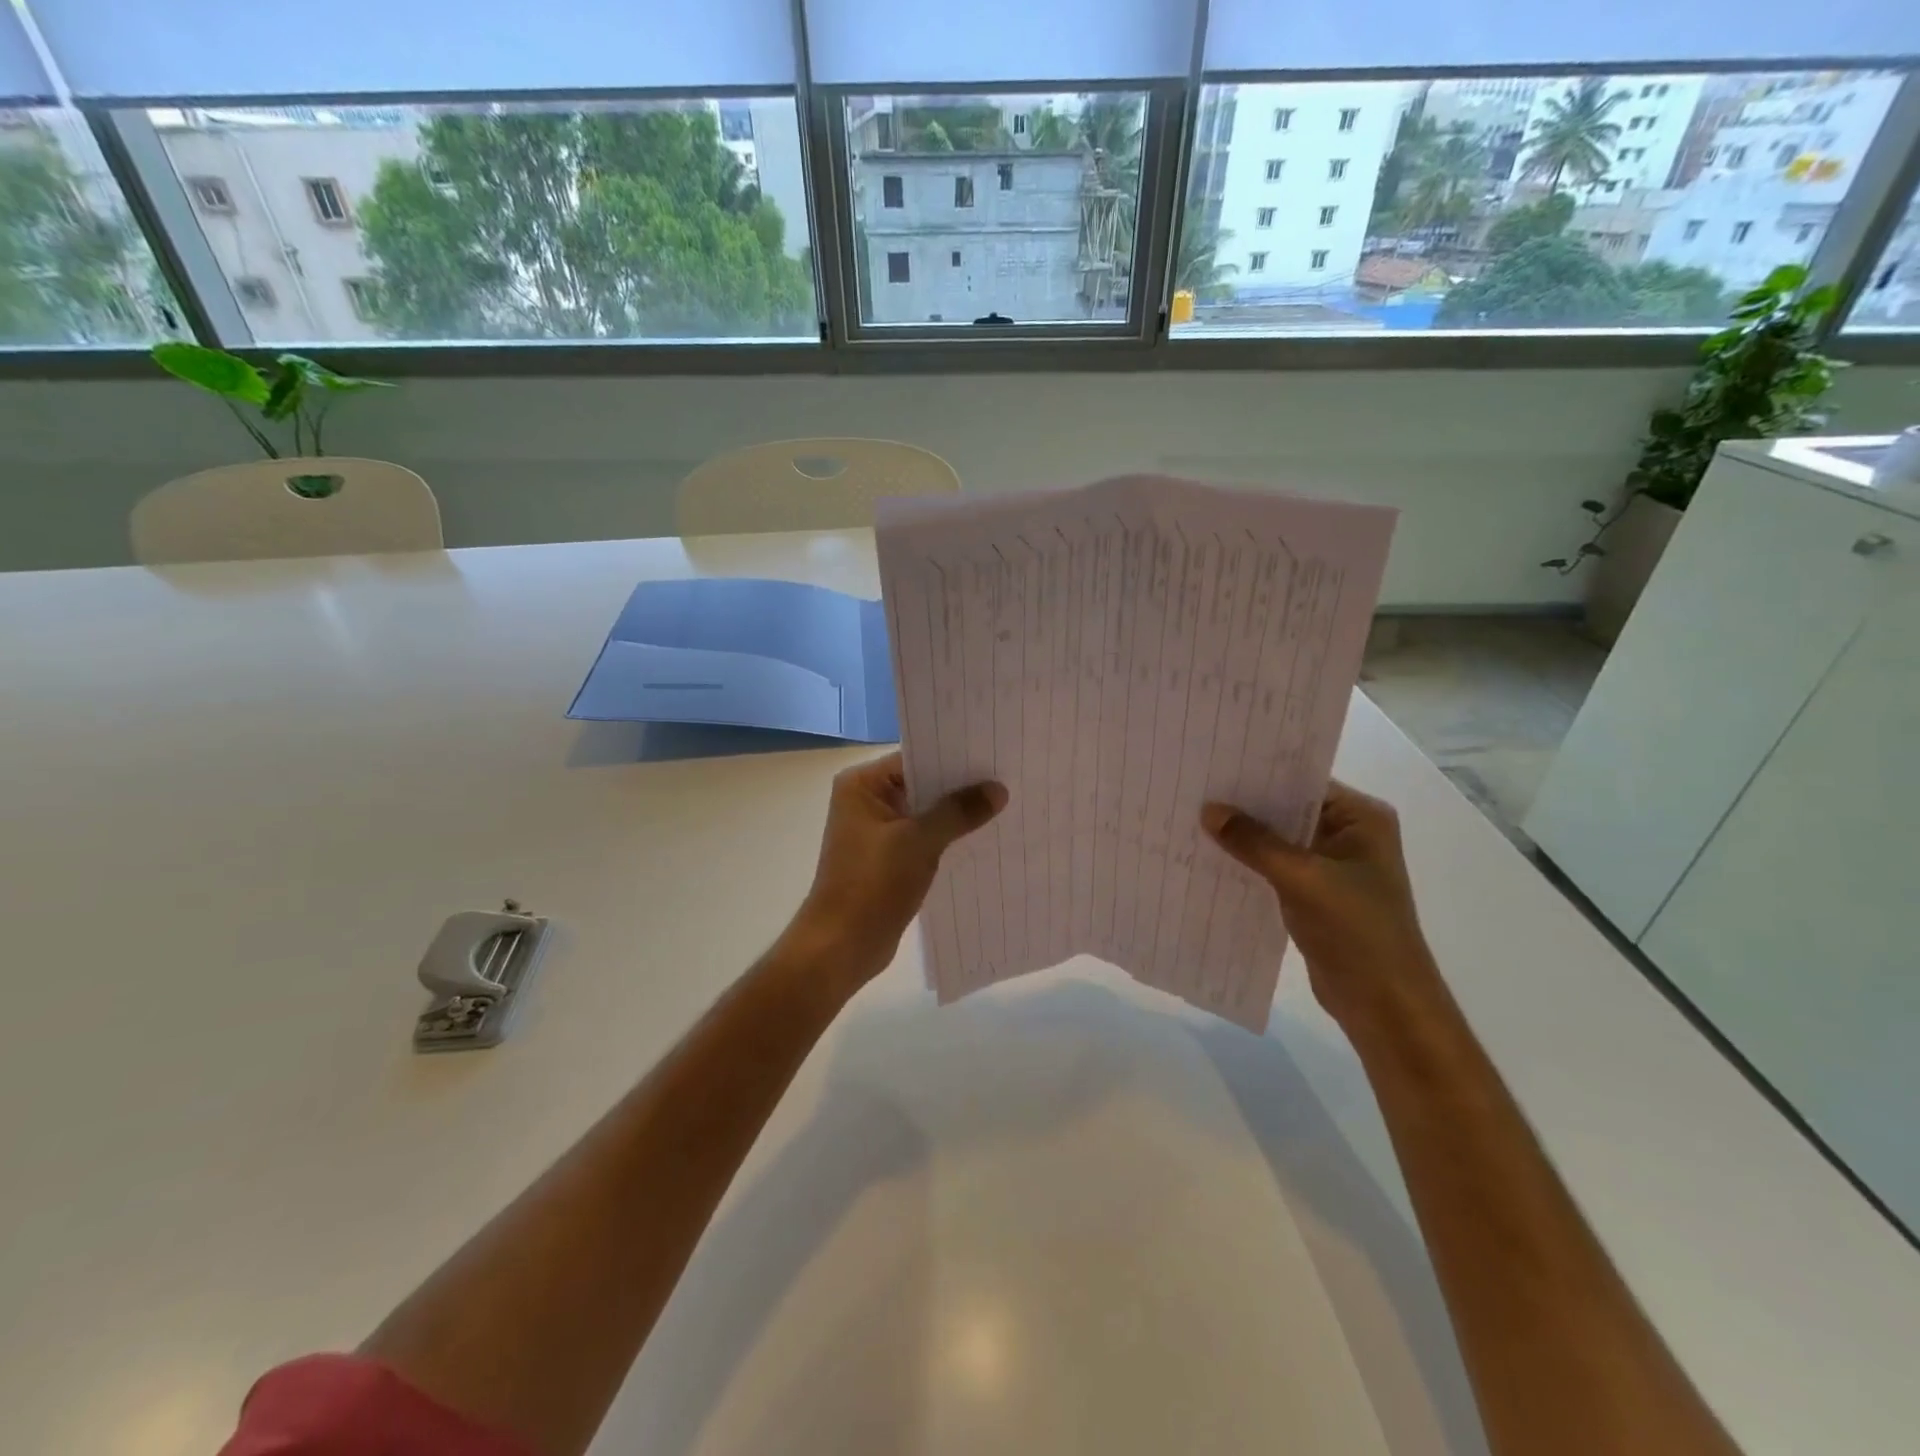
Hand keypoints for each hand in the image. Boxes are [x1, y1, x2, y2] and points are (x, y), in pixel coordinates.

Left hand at [792, 752, 1006, 993]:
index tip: (994, 756)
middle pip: (921, 785)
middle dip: (960, 788)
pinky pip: (923, 839)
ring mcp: (876, 832)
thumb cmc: (873, 883)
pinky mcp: (887, 859)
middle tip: (1007, 780)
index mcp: (861, 785)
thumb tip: (998, 790)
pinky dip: (947, 839)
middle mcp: (865, 801)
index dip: (954, 758)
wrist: (842, 946)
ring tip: (1004, 807)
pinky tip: (982, 839)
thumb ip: (959, 811)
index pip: (915, 758)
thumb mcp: (920, 841)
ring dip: (956, 815)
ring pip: (925, 814)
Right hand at [1202, 780, 1439, 1028]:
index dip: (1259, 774)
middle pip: (1288, 809)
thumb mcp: (1302, 878)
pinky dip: (1248, 863)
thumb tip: (1208, 810)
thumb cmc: (1356, 931)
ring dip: (1243, 836)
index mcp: (1361, 818)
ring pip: (1278, 840)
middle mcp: (1349, 834)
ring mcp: (1331, 865)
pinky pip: (1275, 867)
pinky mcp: (1315, 894)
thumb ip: (1254, 842)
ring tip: (1193, 820)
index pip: (1302, 780)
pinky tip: (1211, 858)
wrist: (1385, 1004)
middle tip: (1194, 790)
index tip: (1213, 765)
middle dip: (1245, 805)